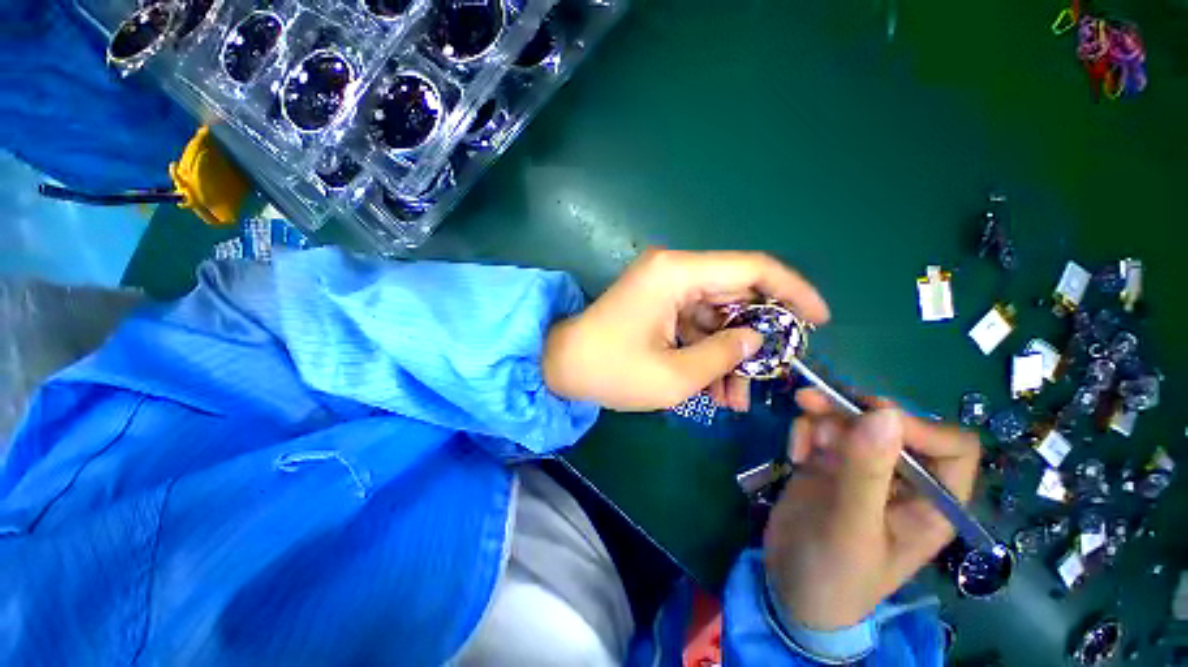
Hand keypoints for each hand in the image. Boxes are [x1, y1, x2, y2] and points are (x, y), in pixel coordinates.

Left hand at [543, 249, 829, 411]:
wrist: (560, 367)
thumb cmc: (610, 371)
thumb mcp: (674, 375)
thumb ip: (724, 355)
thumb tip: (757, 339)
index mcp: (677, 274)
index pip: (752, 268)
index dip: (793, 292)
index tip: (819, 321)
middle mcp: (673, 271)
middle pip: (736, 295)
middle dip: (757, 337)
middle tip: (771, 374)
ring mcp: (663, 288)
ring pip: (716, 316)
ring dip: (729, 353)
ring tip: (736, 398)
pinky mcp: (656, 305)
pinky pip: (694, 325)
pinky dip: (707, 352)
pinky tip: (714, 388)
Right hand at [764, 390, 980, 630]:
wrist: (788, 587)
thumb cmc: (834, 574)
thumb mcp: (851, 528)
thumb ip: (866, 472)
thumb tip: (884, 413)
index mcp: (931, 502)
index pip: (949, 447)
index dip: (917, 426)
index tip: (868, 419)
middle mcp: (901, 479)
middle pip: (890, 424)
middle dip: (850, 411)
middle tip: (810, 402)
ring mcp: (860, 469)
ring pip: (849, 420)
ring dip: (821, 418)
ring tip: (798, 440)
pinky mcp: (826, 463)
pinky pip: (819, 430)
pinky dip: (803, 432)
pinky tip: (793, 454)